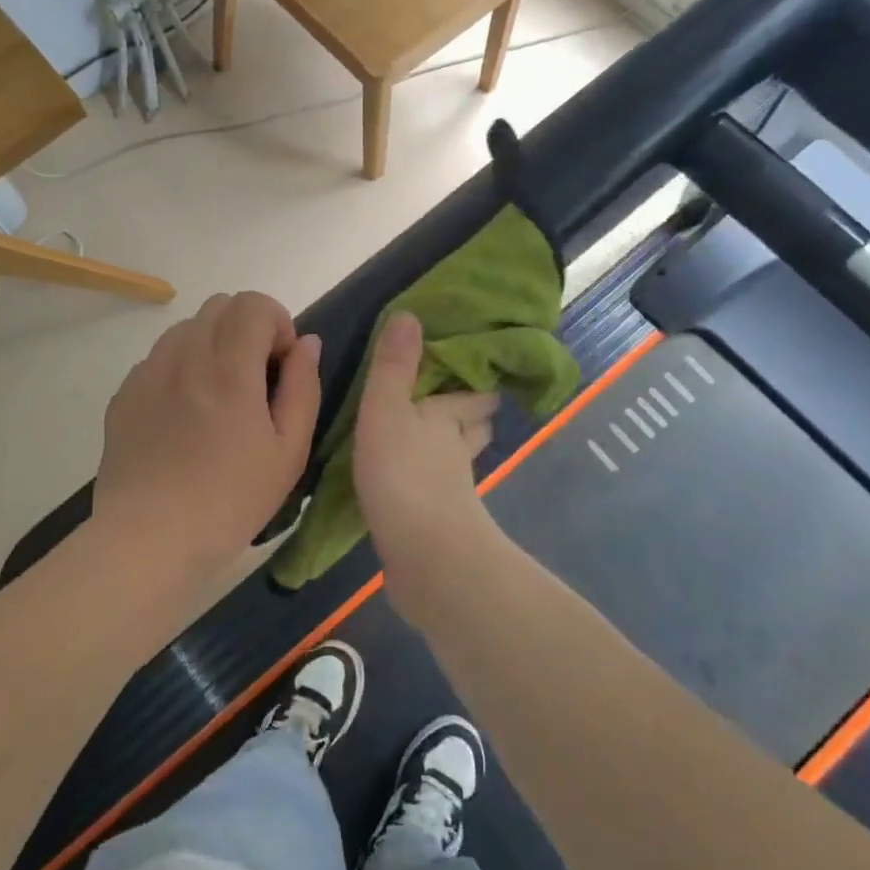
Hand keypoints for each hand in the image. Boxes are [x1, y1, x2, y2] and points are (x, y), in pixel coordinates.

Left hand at [95, 292, 321, 570]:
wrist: (149, 539)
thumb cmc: (230, 501)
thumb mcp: (289, 452)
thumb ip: (303, 387)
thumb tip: (307, 343)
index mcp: (229, 370)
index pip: (253, 303)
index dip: (277, 322)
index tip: (280, 364)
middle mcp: (184, 357)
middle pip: (220, 305)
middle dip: (246, 327)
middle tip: (254, 377)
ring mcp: (148, 373)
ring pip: (187, 327)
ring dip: (212, 344)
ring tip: (218, 395)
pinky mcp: (124, 393)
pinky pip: (159, 357)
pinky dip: (180, 366)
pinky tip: (184, 416)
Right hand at [352, 312, 498, 595]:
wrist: (426, 557)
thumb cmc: (404, 474)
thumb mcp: (387, 410)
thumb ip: (393, 366)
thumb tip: (409, 313)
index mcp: (446, 420)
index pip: (472, 397)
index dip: (478, 385)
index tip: (482, 374)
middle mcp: (455, 453)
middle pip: (474, 429)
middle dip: (473, 417)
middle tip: (463, 406)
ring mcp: (451, 493)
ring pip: (458, 463)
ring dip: (453, 452)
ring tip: (439, 444)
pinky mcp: (439, 526)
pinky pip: (438, 497)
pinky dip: (432, 488)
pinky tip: (414, 491)